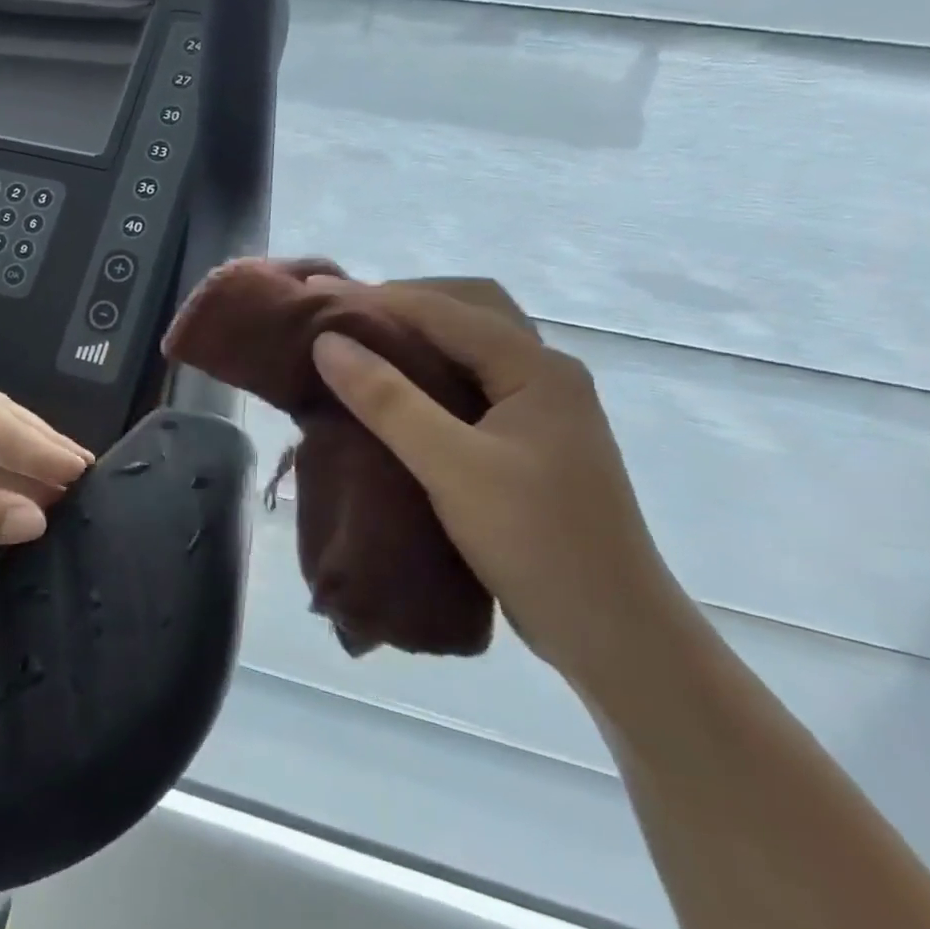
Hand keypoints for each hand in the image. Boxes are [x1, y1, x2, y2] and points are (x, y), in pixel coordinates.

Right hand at [308, 278, 689, 688]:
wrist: (613, 633)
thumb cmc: (536, 541)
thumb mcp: (451, 467)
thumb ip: (388, 400)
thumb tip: (328, 342)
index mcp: (537, 369)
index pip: (445, 309)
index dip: (376, 297)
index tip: (315, 295)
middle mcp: (545, 375)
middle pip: (470, 311)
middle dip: (405, 303)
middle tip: (344, 317)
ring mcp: (541, 410)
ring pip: (472, 347)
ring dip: (419, 336)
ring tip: (361, 347)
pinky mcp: (529, 442)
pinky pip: (472, 383)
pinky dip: (429, 372)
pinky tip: (396, 393)